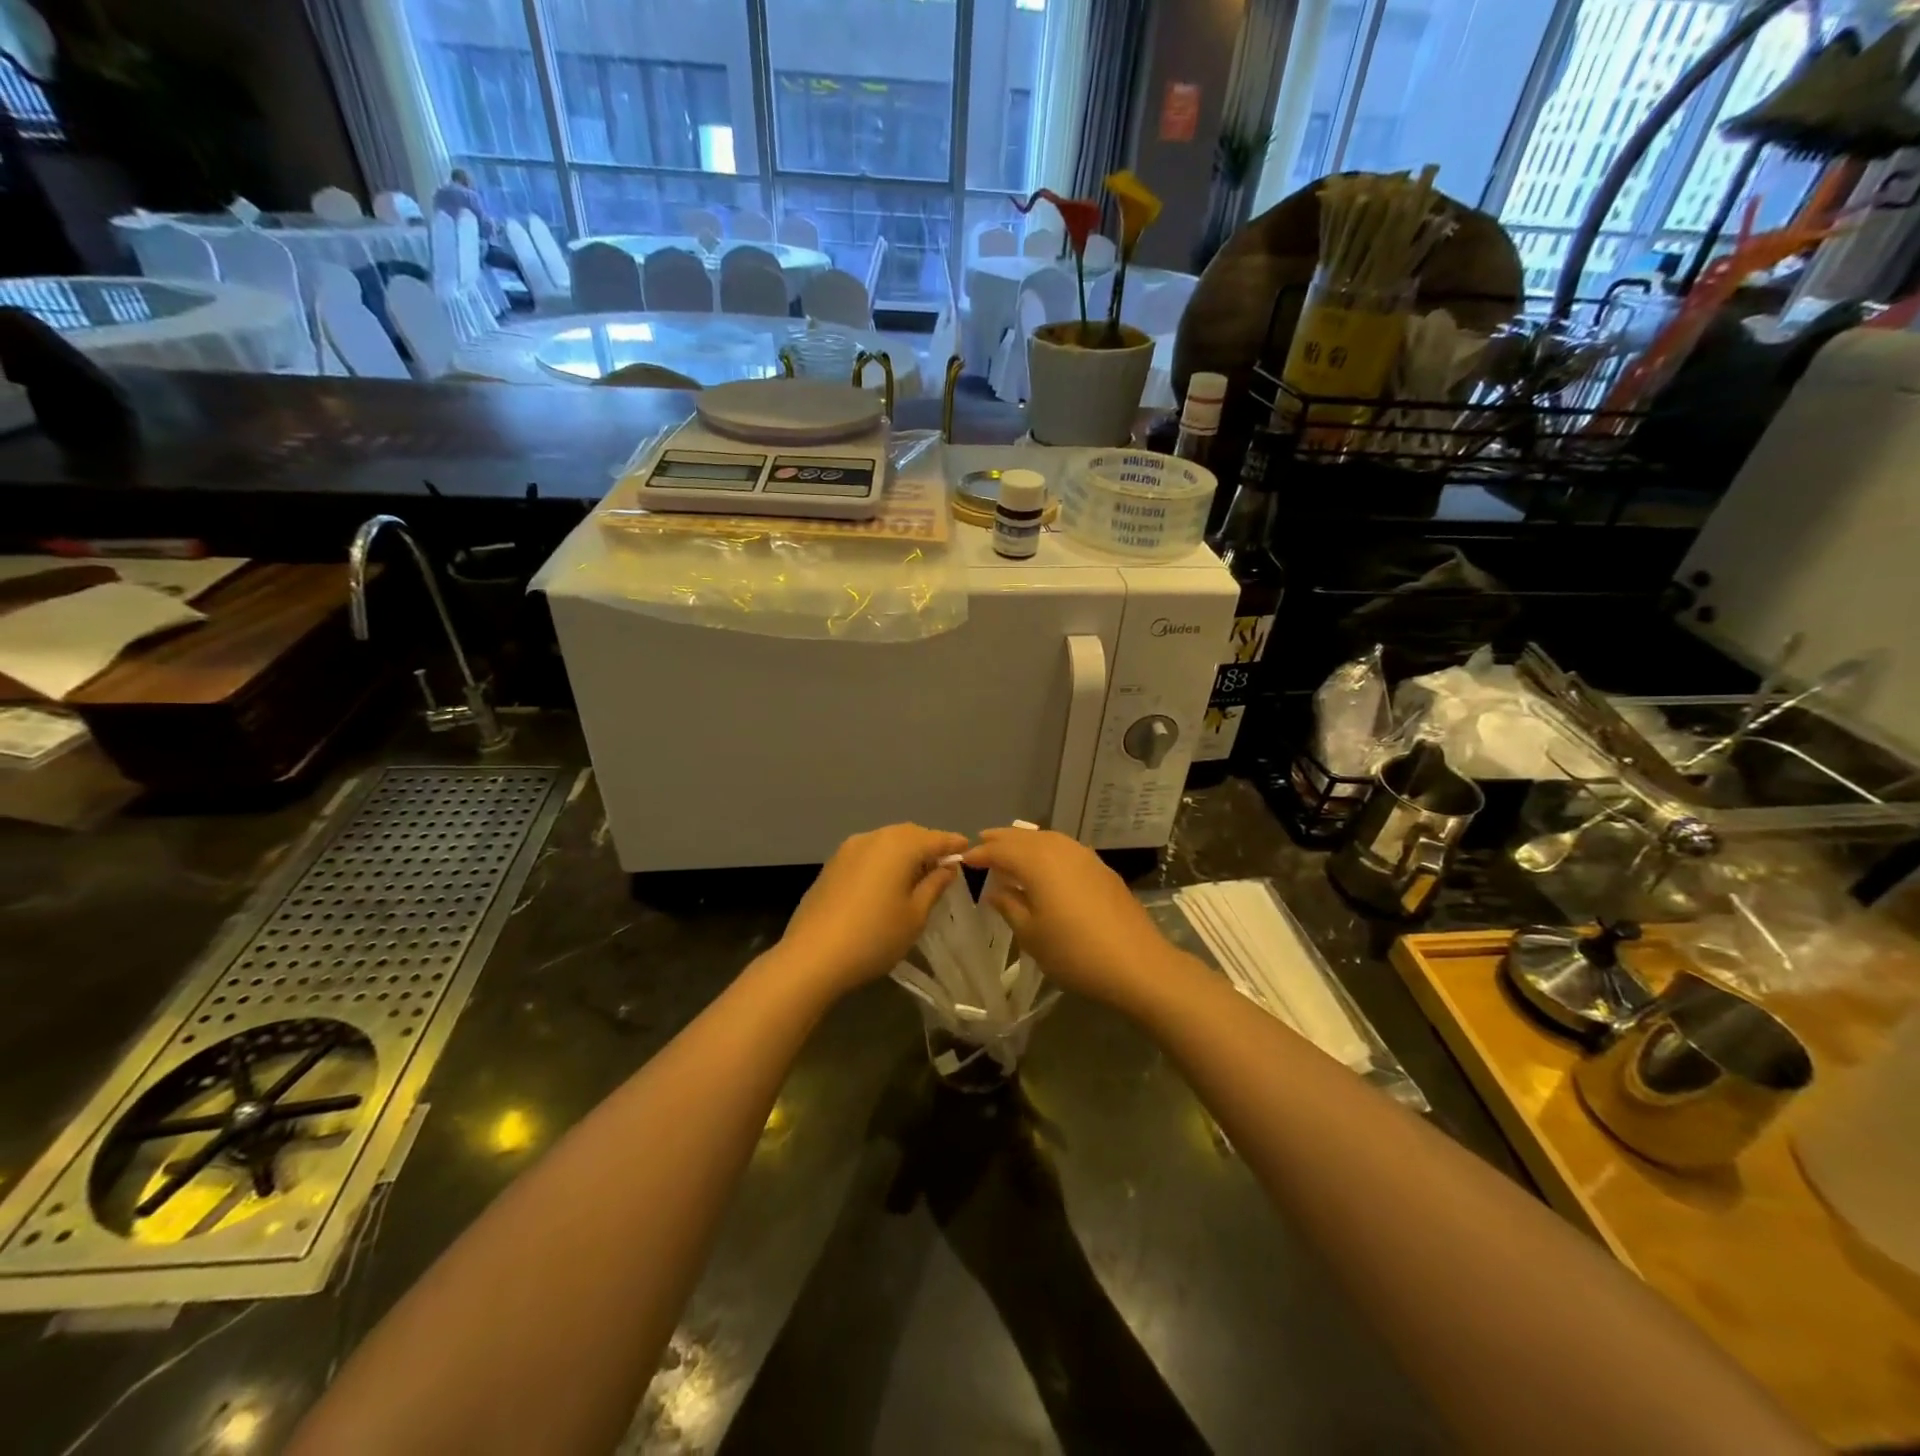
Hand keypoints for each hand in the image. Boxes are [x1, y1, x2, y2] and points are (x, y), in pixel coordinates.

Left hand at [777, 824, 969, 995]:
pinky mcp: (831, 865)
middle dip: (928, 846)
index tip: (968, 850)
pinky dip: (883, 862)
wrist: (812, 956)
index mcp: (899, 845)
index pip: (935, 837)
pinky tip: (886, 884)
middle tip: (943, 866)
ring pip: (886, 842)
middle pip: (909, 835)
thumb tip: (946, 866)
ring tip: (916, 876)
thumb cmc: (875, 936)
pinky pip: (867, 854)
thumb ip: (934, 885)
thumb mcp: (915, 915)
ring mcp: (848, 849)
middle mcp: (873, 837)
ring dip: (904, 853)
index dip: (953, 843)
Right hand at [962, 828, 1180, 1005]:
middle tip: (982, 845)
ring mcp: (1085, 856)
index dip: (981, 854)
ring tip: (1010, 851)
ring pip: (1047, 839)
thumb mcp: (1031, 935)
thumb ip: (1010, 907)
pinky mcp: (1102, 869)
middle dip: (1001, 840)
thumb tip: (996, 890)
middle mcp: (1060, 849)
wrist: (1137, 964)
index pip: (1000, 850)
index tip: (964, 861)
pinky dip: (1047, 850)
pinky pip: (1065, 849)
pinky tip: (1045, 865)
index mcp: (1037, 862)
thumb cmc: (1074, 952)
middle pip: (1024, 837)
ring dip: (1025, 842)